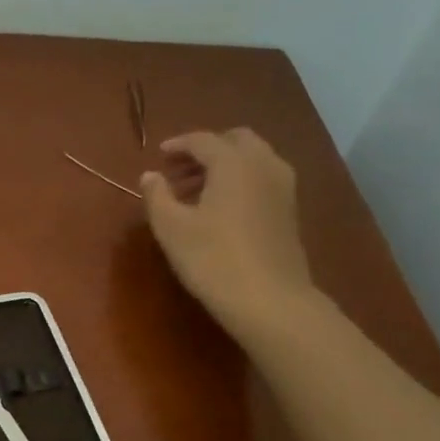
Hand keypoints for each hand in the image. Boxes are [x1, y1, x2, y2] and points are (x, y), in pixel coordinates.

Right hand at [140, 130, 314, 341]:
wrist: (268, 299)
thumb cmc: (212, 259)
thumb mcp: (171, 228)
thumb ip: (157, 196)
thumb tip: (150, 176)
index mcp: (233, 163)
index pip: (203, 140)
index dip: (178, 145)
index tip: (159, 155)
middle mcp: (264, 164)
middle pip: (235, 141)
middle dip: (206, 150)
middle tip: (179, 171)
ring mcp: (283, 187)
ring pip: (252, 160)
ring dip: (224, 166)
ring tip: (195, 192)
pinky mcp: (289, 210)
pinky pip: (262, 179)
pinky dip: (240, 181)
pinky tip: (221, 209)